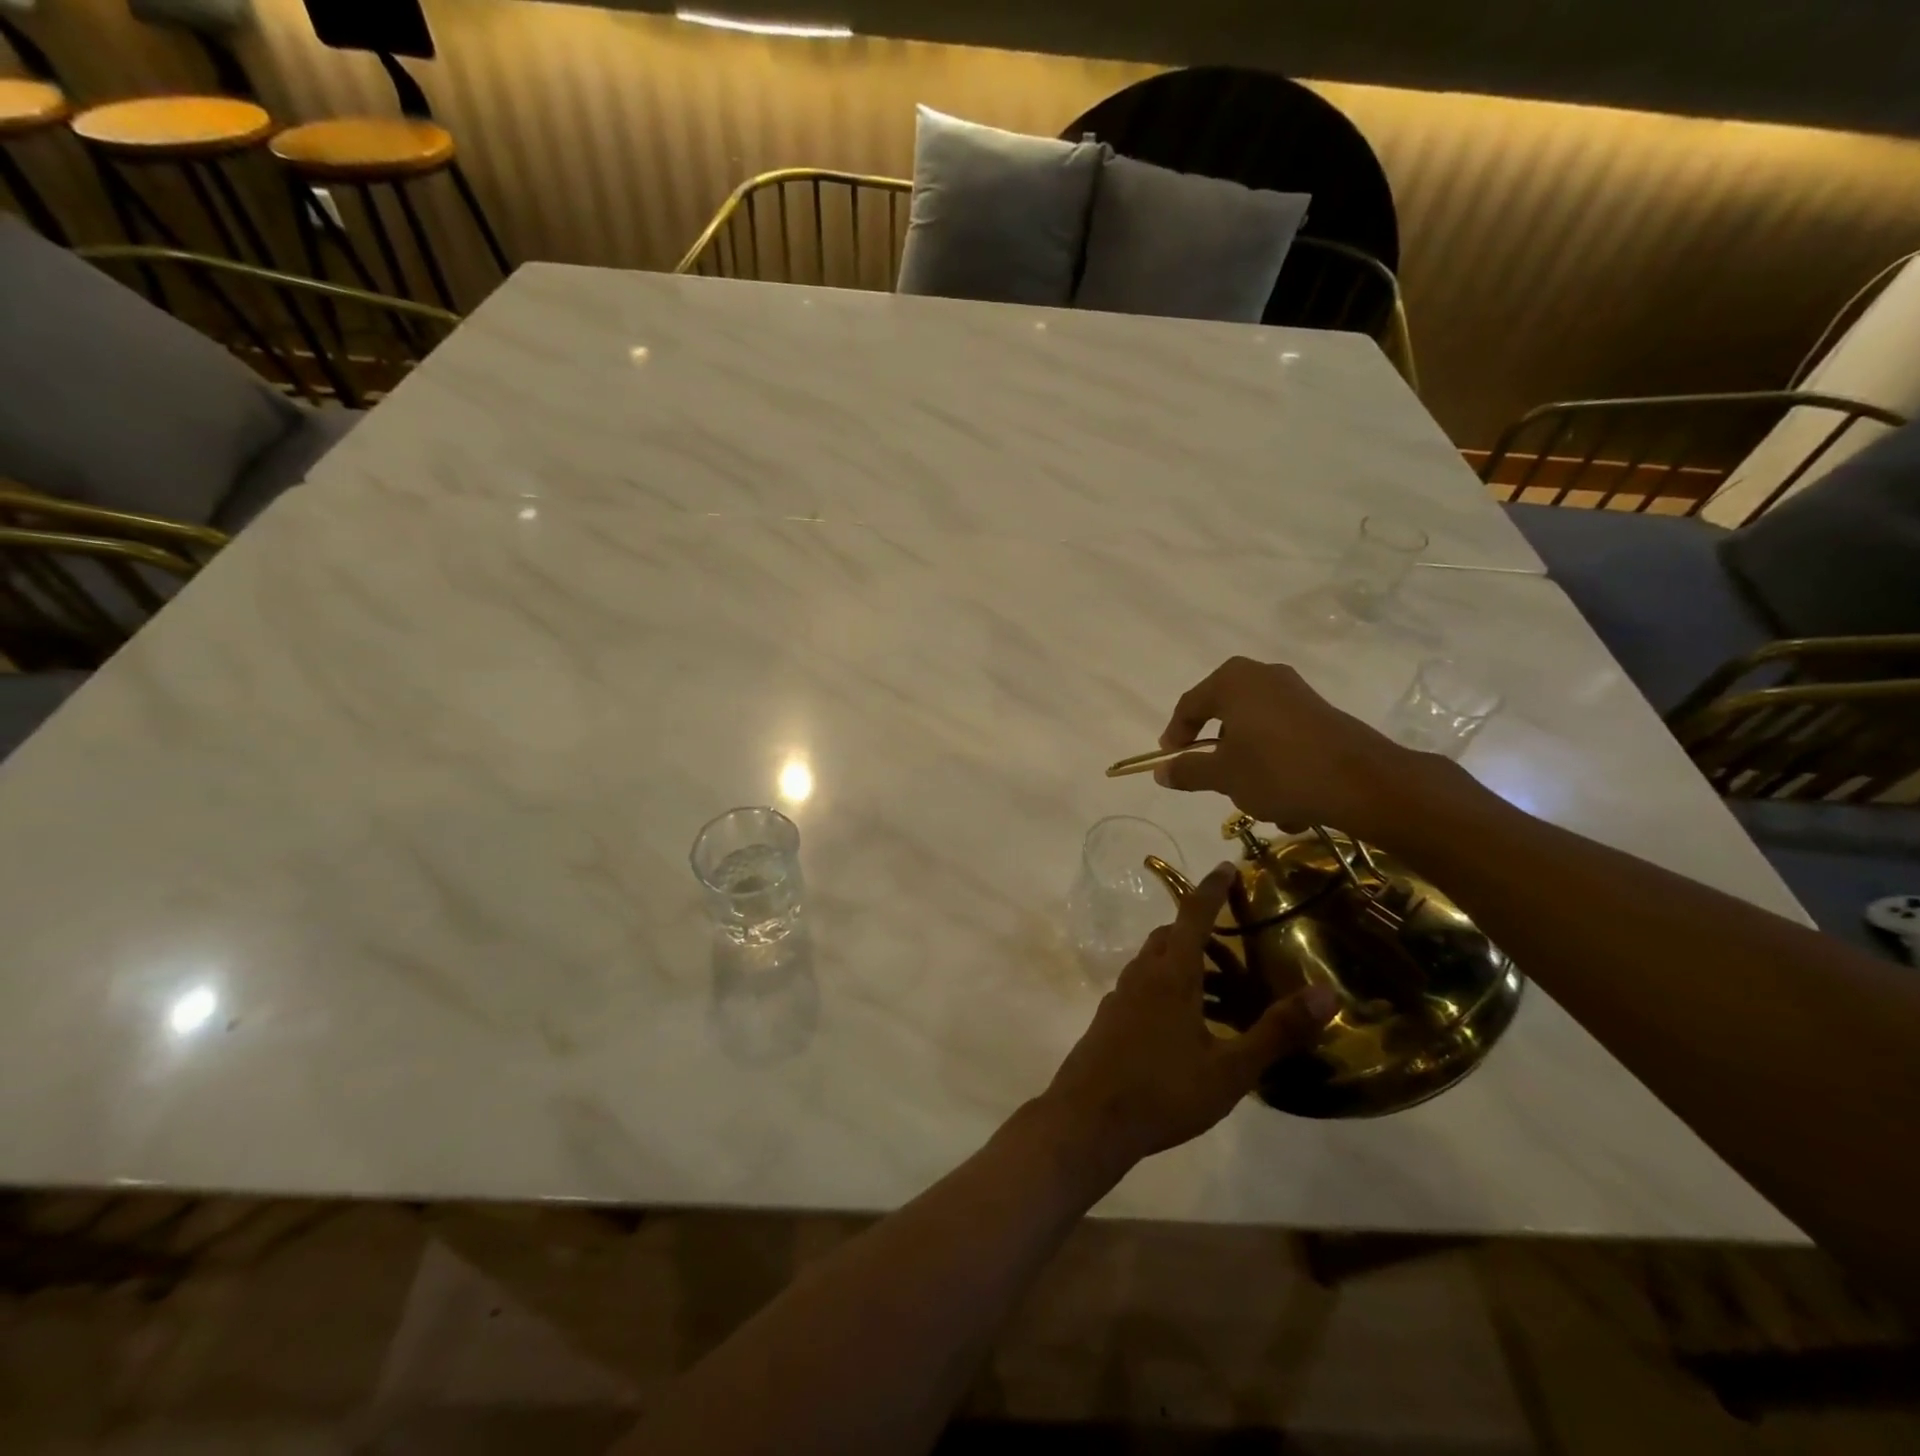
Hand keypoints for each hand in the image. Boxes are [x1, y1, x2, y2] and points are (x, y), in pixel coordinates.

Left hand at [1034, 864, 1338, 1180]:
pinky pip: (1142, 988)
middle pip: (1171, 938)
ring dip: (1185, 965)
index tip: (1226, 866)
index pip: (1192, 915)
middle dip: (1201, 934)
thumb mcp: (1231, 1069)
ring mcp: (1120, 997)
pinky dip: (1167, 989)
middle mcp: (1141, 975)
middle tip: (1236, 954)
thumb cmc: (1163, 1091)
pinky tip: (1186, 1028)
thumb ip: (1277, 1031)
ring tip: (1221, 998)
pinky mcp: (1109, 1020)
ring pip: (1154, 964)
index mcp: (1170, 975)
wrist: (1088, 1120)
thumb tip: (1326, 993)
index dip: (1211, 889)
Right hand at [1155, 656, 1422, 838]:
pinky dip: (1276, 765)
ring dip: (1249, 765)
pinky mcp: (1321, 713)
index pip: (1189, 705)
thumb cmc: (1278, 771)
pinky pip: (1283, 738)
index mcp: (1232, 681)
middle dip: (1217, 752)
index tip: (1170, 760)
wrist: (1362, 783)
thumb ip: (1187, 770)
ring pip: (1256, 731)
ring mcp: (1296, 693)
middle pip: (1224, 715)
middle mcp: (1263, 676)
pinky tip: (1287, 803)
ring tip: (1253, 801)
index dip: (1175, 735)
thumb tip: (1161, 771)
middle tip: (1209, 777)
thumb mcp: (1223, 776)